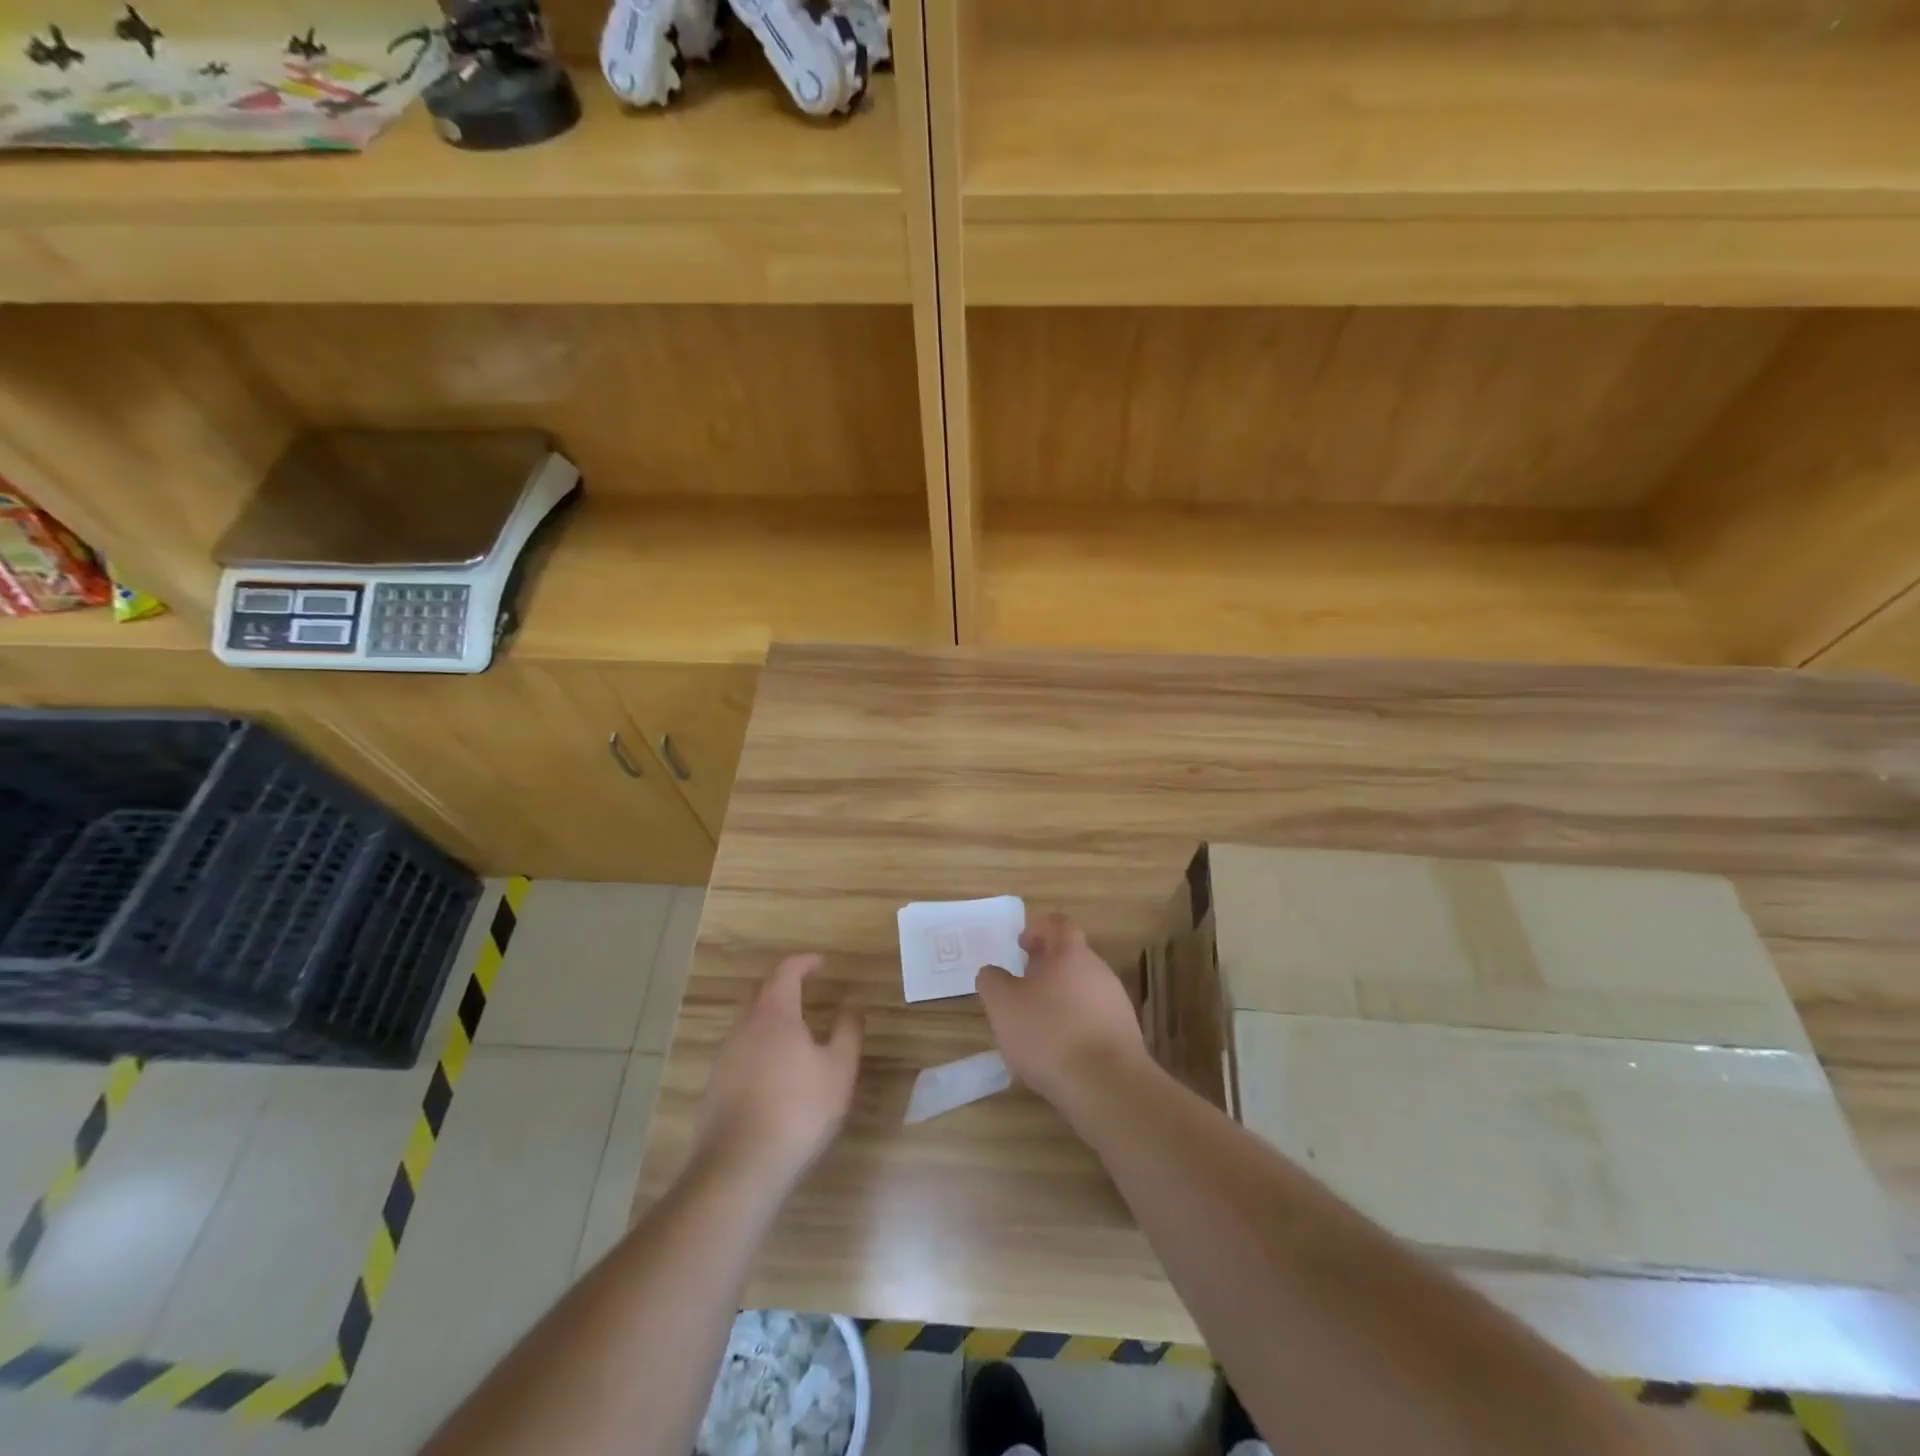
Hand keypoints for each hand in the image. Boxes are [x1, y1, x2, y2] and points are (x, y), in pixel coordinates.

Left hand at [693, 954, 862, 1191]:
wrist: (739, 1167)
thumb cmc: (798, 1110)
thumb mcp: (839, 1069)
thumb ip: (847, 1031)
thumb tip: (852, 1003)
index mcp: (775, 1014)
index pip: (786, 972)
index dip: (804, 962)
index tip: (822, 963)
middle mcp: (744, 1027)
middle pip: (760, 991)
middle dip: (783, 984)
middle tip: (806, 990)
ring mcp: (724, 1056)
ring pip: (747, 1022)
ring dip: (769, 1017)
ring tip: (794, 1032)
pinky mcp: (714, 1085)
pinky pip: (739, 1050)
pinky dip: (758, 1046)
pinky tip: (774, 1071)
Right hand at [977, 914, 1150, 1112]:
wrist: (1106, 1085)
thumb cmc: (1049, 1033)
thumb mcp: (1003, 1005)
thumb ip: (992, 981)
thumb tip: (992, 972)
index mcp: (1071, 954)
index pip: (1058, 924)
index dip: (1038, 929)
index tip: (1021, 945)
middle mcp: (1099, 970)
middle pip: (1072, 957)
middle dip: (1047, 968)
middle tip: (1023, 987)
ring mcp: (1116, 1002)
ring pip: (1084, 989)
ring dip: (1061, 998)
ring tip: (1038, 1024)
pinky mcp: (1126, 1034)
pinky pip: (1095, 1018)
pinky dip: (1076, 1025)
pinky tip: (1060, 1051)